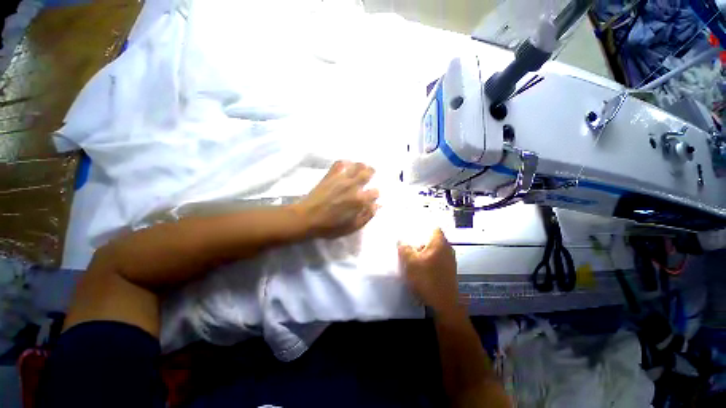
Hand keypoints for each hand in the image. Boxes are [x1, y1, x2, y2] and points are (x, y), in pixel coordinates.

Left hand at [295, 160, 378, 238]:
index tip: (373, 195)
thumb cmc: (330, 226)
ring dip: (361, 166)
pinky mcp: (330, 175)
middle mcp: (353, 186)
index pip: (375, 191)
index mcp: (360, 200)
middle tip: (371, 174)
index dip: (376, 193)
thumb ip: (367, 216)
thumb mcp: (352, 227)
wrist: (307, 218)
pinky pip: (339, 163)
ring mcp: (341, 178)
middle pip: (368, 173)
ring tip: (362, 168)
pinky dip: (345, 162)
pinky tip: (346, 165)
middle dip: (372, 173)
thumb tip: (377, 205)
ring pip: (356, 165)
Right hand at [398, 229, 459, 314]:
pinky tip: (420, 267)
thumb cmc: (427, 279)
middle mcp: (448, 249)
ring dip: (424, 251)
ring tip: (412, 255)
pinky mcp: (448, 270)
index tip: (412, 230)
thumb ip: (404, 248)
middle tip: (408, 243)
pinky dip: (428, 259)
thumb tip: (401, 240)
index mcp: (440, 243)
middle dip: (420, 240)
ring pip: (434, 250)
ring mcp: (450, 261)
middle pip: (433, 239)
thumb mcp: (410, 262)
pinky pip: (437, 259)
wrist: (444, 304)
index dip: (422, 227)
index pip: (433, 227)